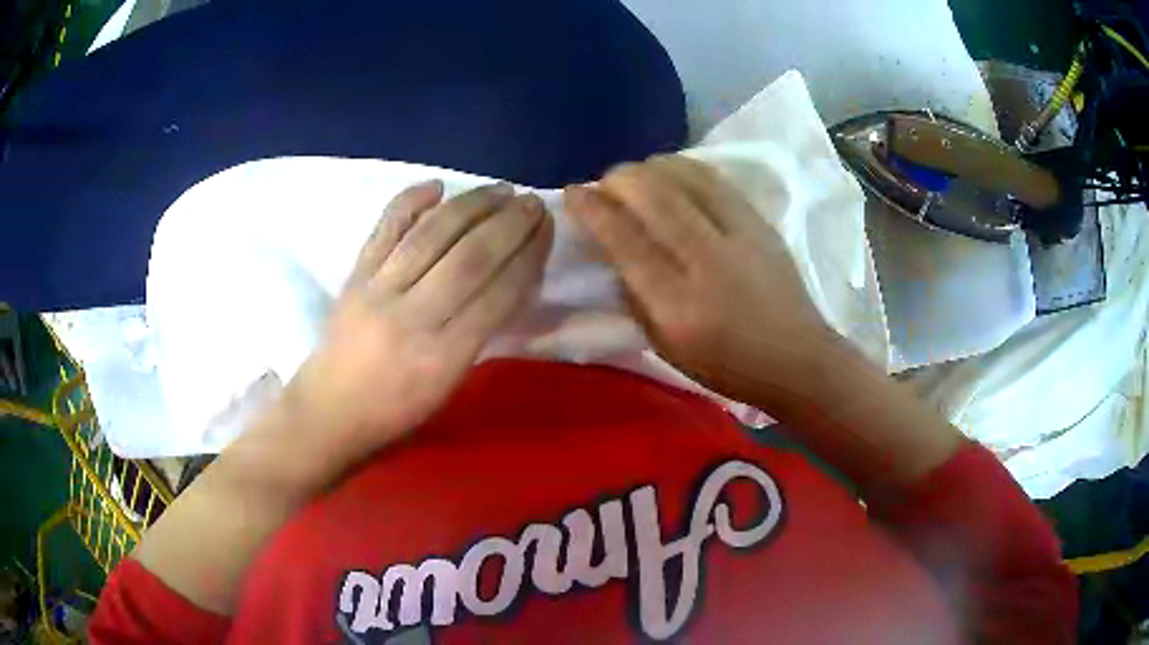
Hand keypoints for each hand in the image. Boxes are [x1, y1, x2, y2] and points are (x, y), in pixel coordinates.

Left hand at [287, 181, 553, 454]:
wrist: (330, 409)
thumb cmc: (396, 410)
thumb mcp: (448, 385)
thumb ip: (480, 333)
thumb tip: (511, 278)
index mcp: (443, 357)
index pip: (498, 294)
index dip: (528, 256)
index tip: (546, 230)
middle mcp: (413, 317)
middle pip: (470, 258)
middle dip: (509, 224)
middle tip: (532, 202)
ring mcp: (379, 289)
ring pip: (432, 235)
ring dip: (472, 205)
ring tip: (500, 190)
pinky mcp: (355, 274)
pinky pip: (385, 228)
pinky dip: (410, 200)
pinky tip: (437, 186)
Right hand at [564, 155, 835, 407]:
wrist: (797, 358)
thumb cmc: (727, 365)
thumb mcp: (666, 347)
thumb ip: (635, 296)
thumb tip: (613, 249)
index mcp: (677, 305)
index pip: (624, 240)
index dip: (592, 209)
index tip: (573, 193)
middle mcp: (705, 261)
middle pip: (651, 197)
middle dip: (616, 179)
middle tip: (603, 184)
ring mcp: (737, 235)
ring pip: (682, 178)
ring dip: (648, 168)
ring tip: (635, 176)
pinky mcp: (758, 221)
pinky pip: (713, 178)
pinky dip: (683, 167)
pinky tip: (670, 170)